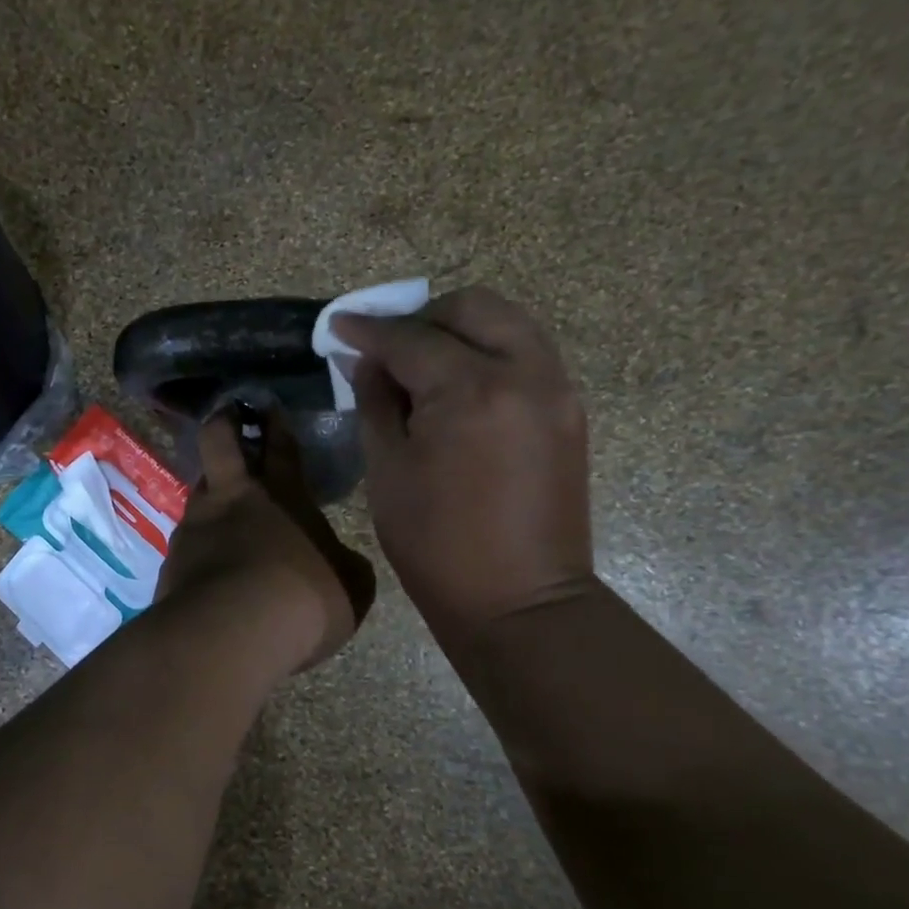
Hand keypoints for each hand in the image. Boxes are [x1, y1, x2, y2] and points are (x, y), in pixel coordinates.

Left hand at [156, 406, 375, 673]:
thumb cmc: (303, 601)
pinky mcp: (170, 561)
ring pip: (198, 491)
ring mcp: (195, 527)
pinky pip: (185, 543)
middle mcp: (233, 499)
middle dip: (224, 422)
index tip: (267, 406)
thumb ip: (345, 565)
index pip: (280, 447)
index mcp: (283, 495)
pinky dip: (197, 547)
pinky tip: (206, 568)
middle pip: (220, 442)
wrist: (230, 633)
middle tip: (228, 416)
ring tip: (219, 508)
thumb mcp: (350, 586)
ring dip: (209, 491)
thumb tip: (340, 561)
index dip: (276, 425)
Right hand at [335, 288, 593, 641]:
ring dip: (461, 330)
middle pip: (472, 307)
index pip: (410, 337)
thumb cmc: (436, 545)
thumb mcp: (388, 471)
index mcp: (470, 390)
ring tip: (425, 365)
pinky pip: (528, 354)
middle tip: (389, 349)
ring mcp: (556, 389)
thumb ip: (376, 402)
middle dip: (422, 318)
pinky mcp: (569, 411)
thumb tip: (367, 361)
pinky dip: (490, 353)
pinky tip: (461, 388)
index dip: (368, 330)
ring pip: (508, 323)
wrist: (519, 601)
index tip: (339, 325)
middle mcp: (524, 372)